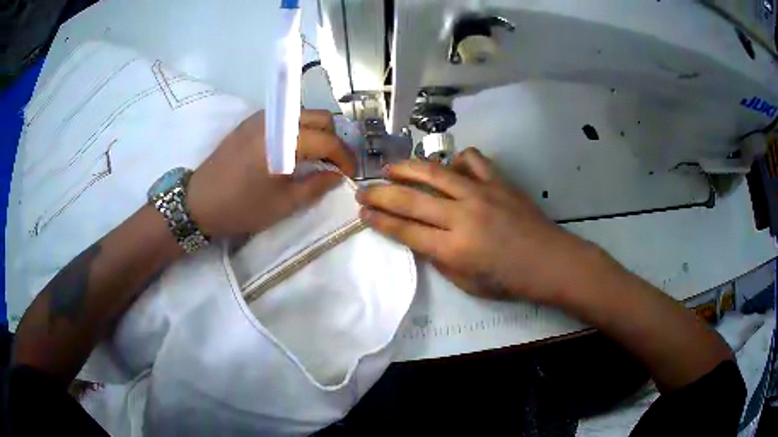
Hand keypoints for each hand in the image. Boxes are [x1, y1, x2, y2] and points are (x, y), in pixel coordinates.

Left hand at [187, 110, 355, 237]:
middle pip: (320, 117)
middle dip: (334, 139)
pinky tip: (293, 151)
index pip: (328, 139)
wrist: (198, 202)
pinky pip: (284, 118)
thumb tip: (337, 175)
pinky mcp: (250, 122)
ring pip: (302, 114)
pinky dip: (298, 130)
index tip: (351, 174)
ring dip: (317, 132)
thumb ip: (316, 186)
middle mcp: (275, 120)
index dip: (345, 157)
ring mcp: (261, 118)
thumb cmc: (241, 207)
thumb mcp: (283, 204)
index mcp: (284, 140)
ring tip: (316, 158)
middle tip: (334, 164)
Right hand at [356, 147, 601, 304]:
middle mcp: (462, 215)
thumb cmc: (509, 280)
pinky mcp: (498, 181)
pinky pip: (472, 159)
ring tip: (390, 168)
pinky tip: (450, 166)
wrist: (549, 261)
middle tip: (362, 190)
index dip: (379, 221)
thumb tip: (420, 238)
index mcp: (453, 248)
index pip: (404, 230)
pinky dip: (456, 159)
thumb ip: (440, 259)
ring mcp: (481, 193)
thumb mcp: (467, 283)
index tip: (362, 213)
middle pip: (410, 199)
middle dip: (380, 194)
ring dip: (407, 167)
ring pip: (434, 171)